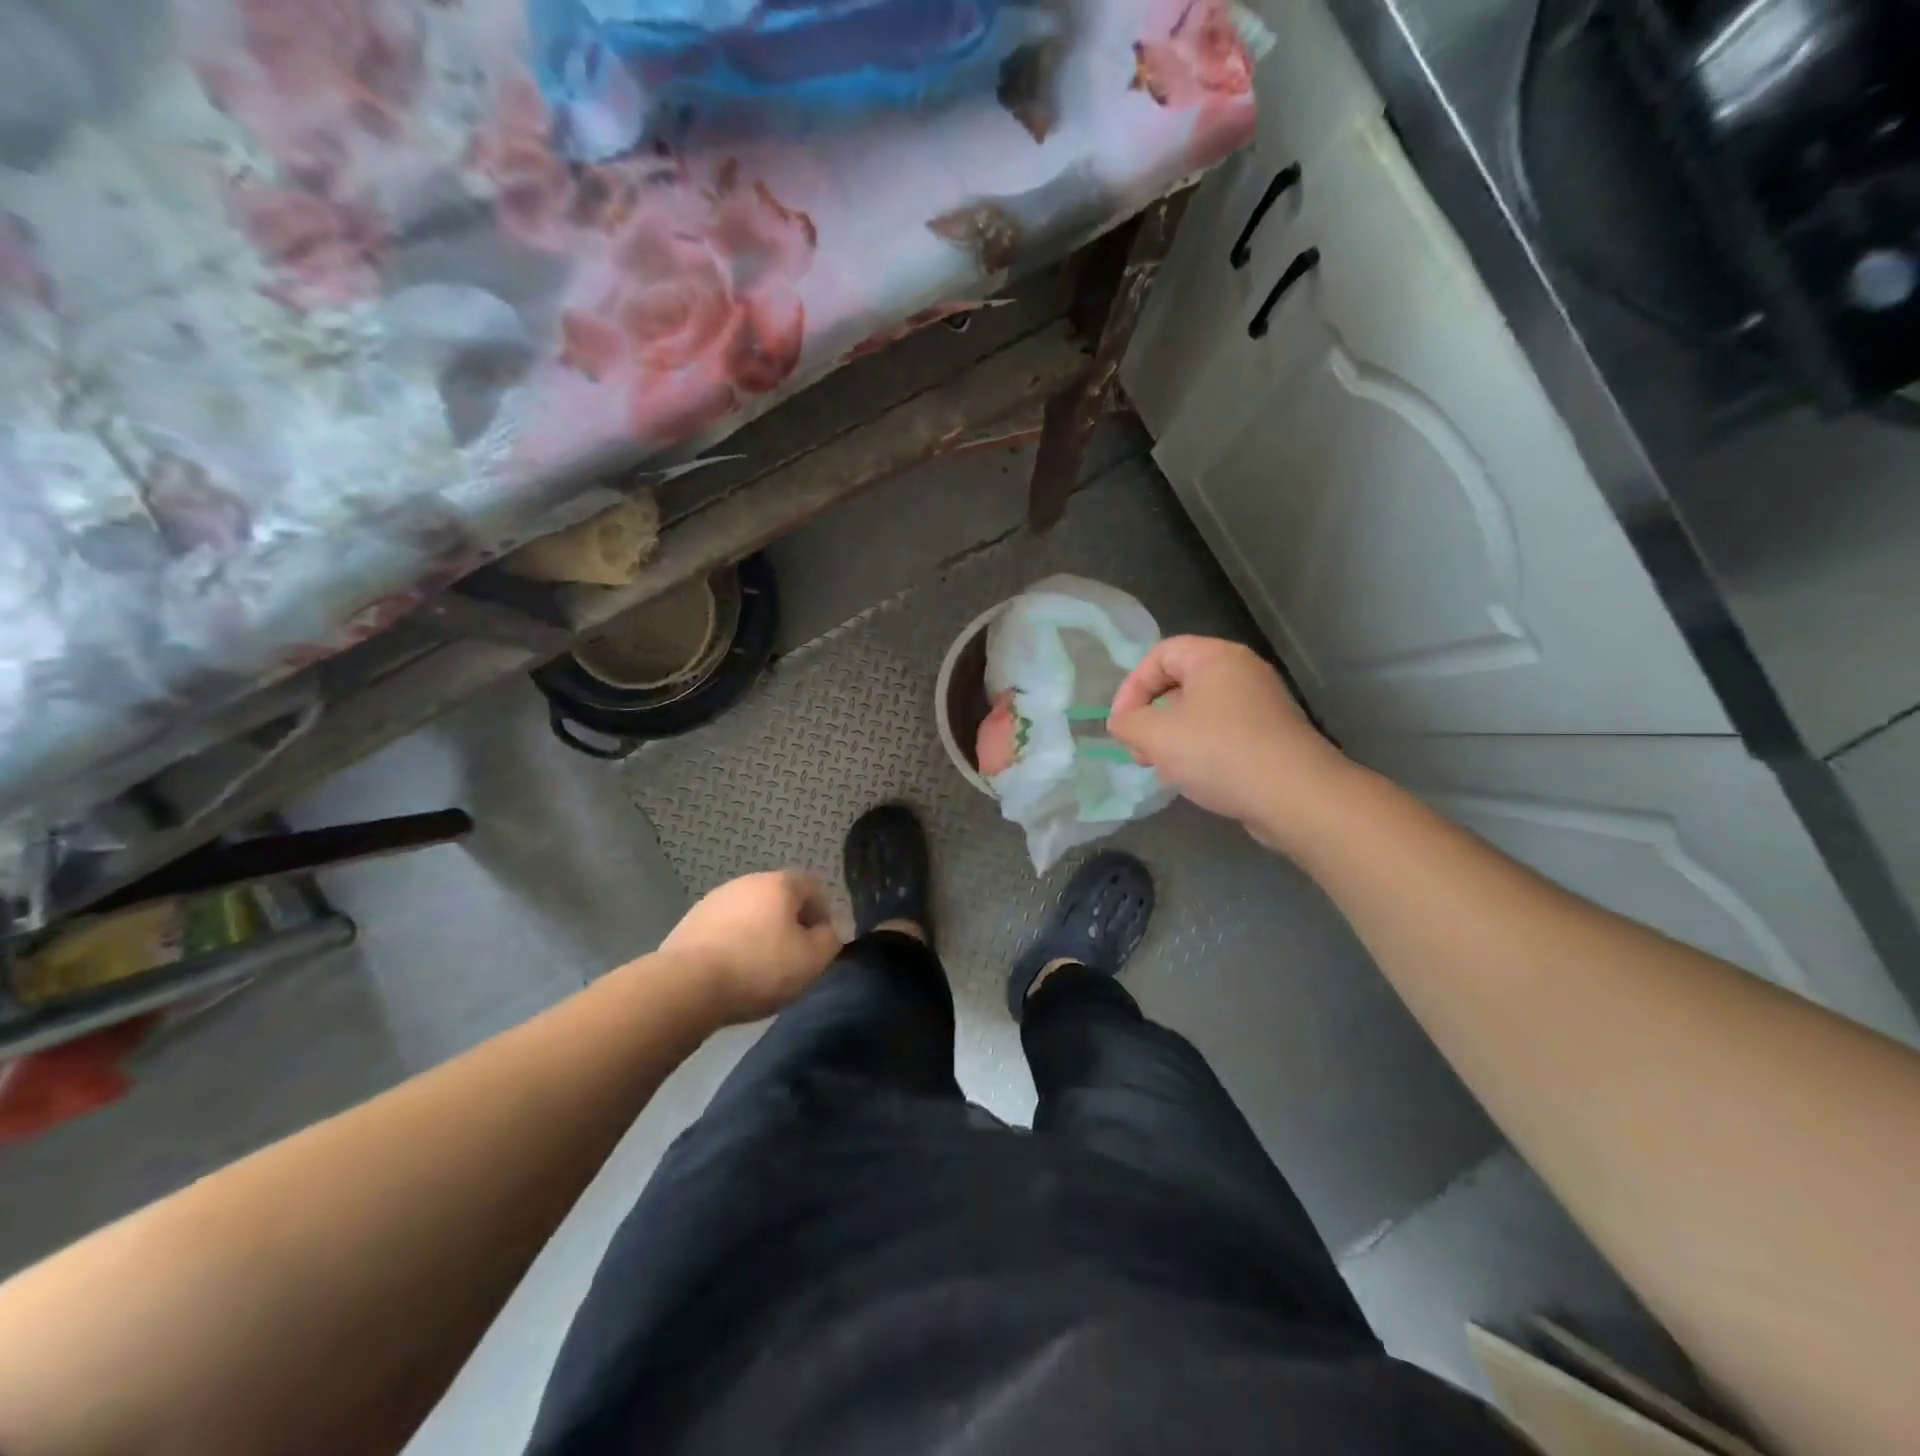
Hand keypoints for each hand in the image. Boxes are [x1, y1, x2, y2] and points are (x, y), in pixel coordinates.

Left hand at [660, 871, 842, 1024]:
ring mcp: (715, 899)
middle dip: (791, 923)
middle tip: (793, 957)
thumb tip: (826, 933)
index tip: (821, 945)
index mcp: (780, 884)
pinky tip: (732, 971)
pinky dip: (735, 943)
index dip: (824, 914)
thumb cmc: (759, 968)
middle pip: (780, 898)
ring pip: (751, 913)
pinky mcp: (691, 921)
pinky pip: (726, 928)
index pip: (814, 887)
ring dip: (761, 933)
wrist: (687, 986)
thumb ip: (830, 941)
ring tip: (760, 968)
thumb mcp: (812, 961)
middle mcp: (747, 881)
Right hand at [1108, 636, 1356, 851]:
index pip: (1160, 655)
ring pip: (1199, 712)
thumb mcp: (1157, 735)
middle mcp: (1241, 672)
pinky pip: (1222, 733)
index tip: (1122, 724)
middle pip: (1179, 683)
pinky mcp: (1270, 736)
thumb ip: (1128, 723)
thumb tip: (1122, 722)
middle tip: (1138, 749)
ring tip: (1160, 768)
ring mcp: (1260, 705)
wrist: (1294, 796)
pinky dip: (1199, 750)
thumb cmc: (1219, 752)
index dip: (1132, 687)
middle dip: (1150, 716)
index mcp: (1215, 657)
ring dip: (1171, 737)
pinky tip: (1190, 778)